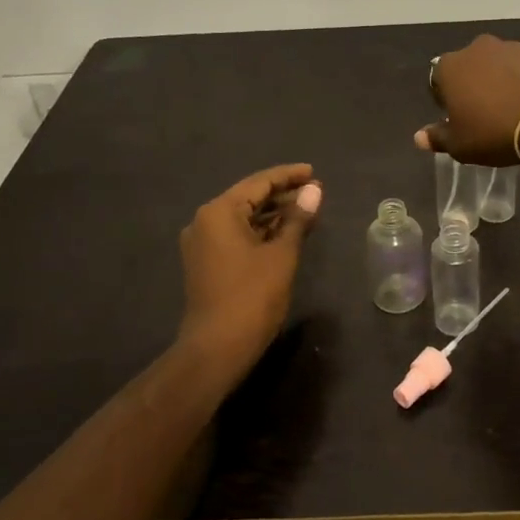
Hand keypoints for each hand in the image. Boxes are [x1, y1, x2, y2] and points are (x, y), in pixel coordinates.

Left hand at [176, 164, 322, 379]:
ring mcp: (202, 244)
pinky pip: (237, 236)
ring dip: (273, 214)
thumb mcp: (282, 254)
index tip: (313, 172)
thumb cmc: (252, 296)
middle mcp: (205, 221)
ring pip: (243, 218)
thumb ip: (297, 219)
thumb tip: (314, 192)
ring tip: (307, 211)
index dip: (288, 176)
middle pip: (249, 198)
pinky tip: (286, 233)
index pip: (259, 183)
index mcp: (219, 212)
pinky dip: (261, 232)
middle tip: (316, 193)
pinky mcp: (206, 263)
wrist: (217, 348)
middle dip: (283, 195)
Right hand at [416, 35, 519, 165]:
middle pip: (467, 68)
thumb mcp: (460, 145)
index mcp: (449, 67)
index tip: (457, 119)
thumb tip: (419, 137)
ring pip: (495, 66)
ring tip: (509, 109)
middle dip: (471, 86)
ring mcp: (509, 48)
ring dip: (497, 82)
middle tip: (483, 114)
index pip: (437, 81)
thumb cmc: (494, 132)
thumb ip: (437, 137)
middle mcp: (476, 49)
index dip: (444, 101)